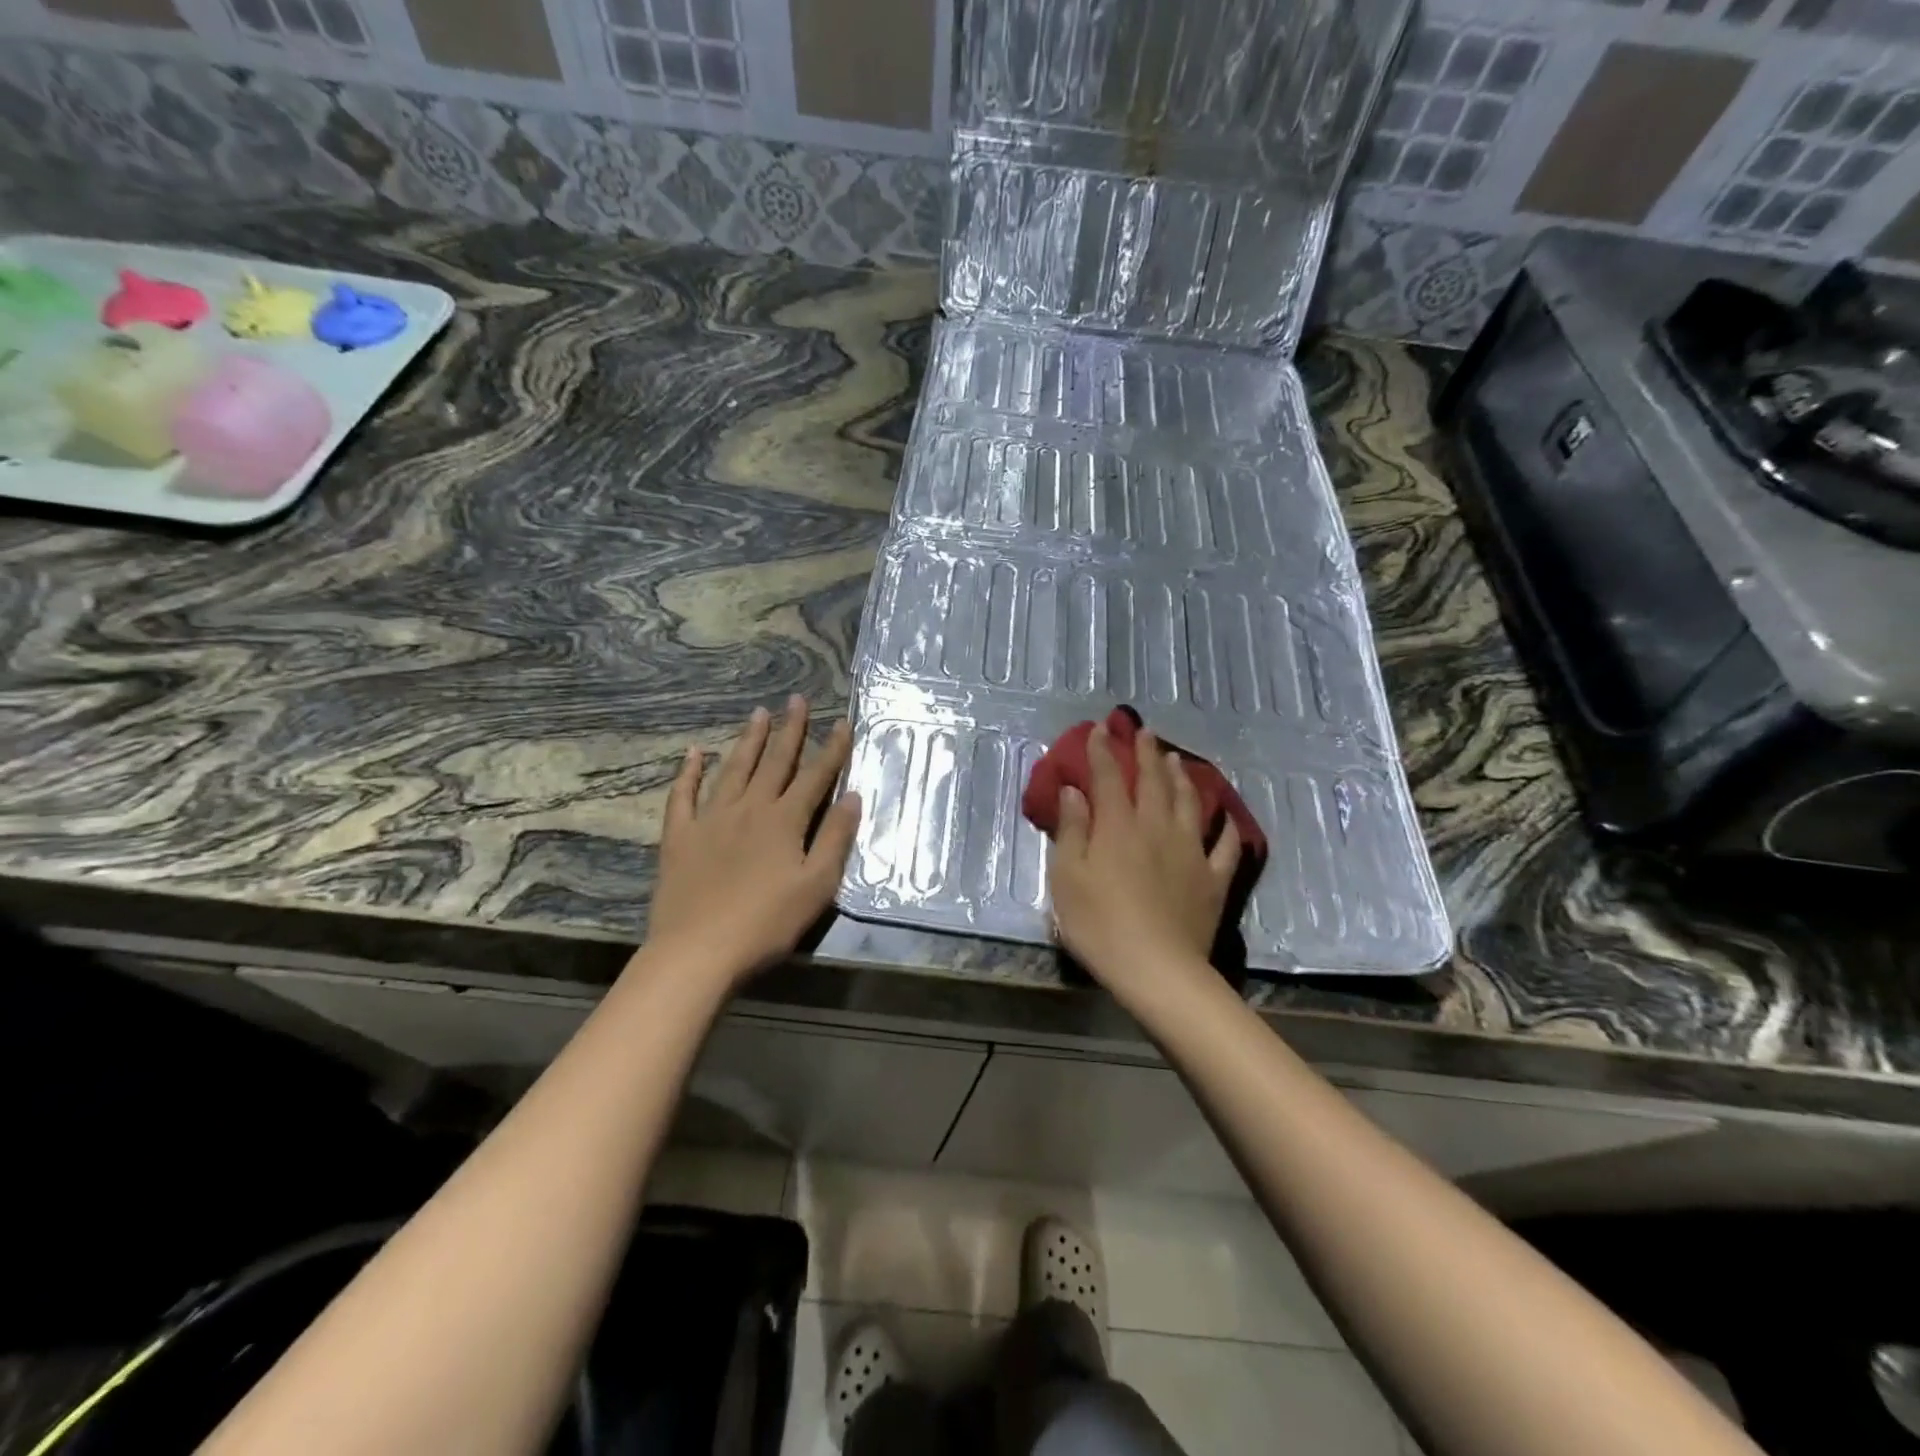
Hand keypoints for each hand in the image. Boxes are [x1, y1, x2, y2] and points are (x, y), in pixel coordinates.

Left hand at [644, 696, 859, 988]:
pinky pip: (683, 795)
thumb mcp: (817, 885)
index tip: (843, 722)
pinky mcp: (680, 836)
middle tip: (797, 699)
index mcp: (784, 820)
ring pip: (733, 769)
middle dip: (791, 730)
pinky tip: (693, 753)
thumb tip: (853, 795)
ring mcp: (710, 819)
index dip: (832, 749)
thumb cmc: (766, 923)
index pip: (815, 776)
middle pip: (775, 762)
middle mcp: (749, 808)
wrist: (698, 952)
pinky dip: (688, 772)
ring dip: (748, 740)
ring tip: (759, 713)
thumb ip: (835, 838)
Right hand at [1047, 723, 1241, 998]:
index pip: (1110, 778)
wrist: (1158, 970)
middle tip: (1146, 732)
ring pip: (1190, 804)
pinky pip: (1226, 846)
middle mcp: (1157, 829)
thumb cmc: (1100, 925)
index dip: (1103, 751)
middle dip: (1147, 754)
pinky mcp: (1213, 880)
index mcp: (1118, 827)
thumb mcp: (1068, 878)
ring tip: (1178, 761)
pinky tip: (1226, 819)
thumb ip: (1072, 831)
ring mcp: (1191, 852)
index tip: (1100, 729)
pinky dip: (1227, 828)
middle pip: (1154, 782)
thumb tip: (1074, 791)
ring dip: (1182, 778)